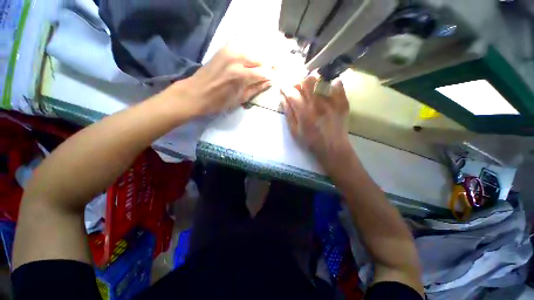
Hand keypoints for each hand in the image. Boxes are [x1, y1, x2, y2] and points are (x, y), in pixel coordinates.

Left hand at [171, 46, 272, 115]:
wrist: (196, 93)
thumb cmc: (219, 102)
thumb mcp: (240, 99)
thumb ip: (256, 88)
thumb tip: (270, 82)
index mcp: (241, 75)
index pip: (264, 72)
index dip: (274, 75)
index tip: (280, 77)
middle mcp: (237, 59)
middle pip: (261, 58)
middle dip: (272, 64)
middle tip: (277, 70)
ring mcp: (229, 51)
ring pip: (254, 50)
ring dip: (263, 57)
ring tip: (268, 64)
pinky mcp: (224, 48)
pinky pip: (243, 46)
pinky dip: (252, 51)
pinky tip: (256, 57)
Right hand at [281, 75, 350, 168]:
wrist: (332, 148)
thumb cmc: (310, 141)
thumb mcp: (294, 131)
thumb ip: (288, 113)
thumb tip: (283, 98)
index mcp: (303, 112)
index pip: (291, 92)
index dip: (285, 87)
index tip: (283, 86)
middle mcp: (317, 103)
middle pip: (306, 81)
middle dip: (299, 82)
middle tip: (298, 88)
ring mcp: (331, 101)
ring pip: (320, 80)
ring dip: (313, 82)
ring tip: (311, 89)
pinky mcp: (342, 102)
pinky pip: (337, 84)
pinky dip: (331, 83)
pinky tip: (327, 89)